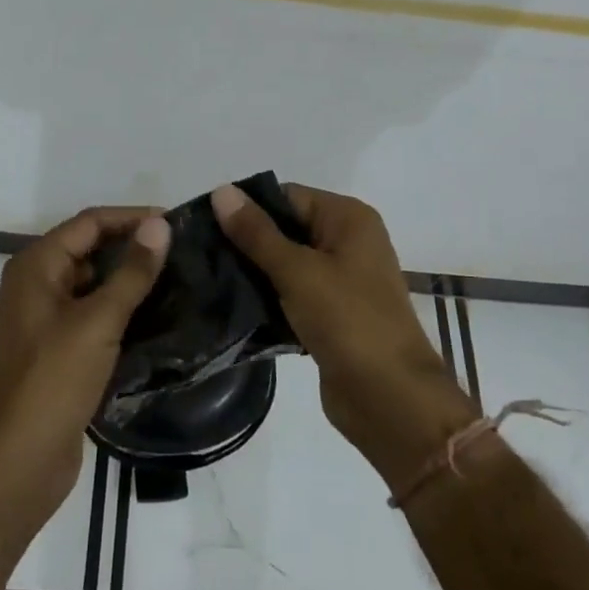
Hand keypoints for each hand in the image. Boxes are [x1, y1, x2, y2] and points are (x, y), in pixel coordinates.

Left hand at [0, 207, 170, 525]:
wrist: (16, 463)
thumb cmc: (53, 381)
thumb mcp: (98, 321)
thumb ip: (131, 272)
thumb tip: (160, 225)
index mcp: (36, 267)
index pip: (90, 223)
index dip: (132, 218)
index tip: (176, 223)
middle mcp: (36, 285)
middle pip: (90, 250)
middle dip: (133, 247)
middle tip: (182, 252)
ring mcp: (45, 321)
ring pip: (93, 285)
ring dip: (129, 281)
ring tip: (178, 280)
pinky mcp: (58, 352)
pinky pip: (93, 316)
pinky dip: (121, 311)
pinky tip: (157, 318)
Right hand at [211, 183, 475, 486]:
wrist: (390, 399)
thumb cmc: (348, 321)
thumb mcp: (297, 271)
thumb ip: (256, 233)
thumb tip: (221, 191)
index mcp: (348, 218)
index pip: (287, 197)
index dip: (247, 208)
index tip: (203, 225)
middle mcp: (348, 242)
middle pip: (286, 229)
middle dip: (246, 243)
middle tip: (198, 255)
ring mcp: (342, 281)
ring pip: (286, 265)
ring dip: (253, 274)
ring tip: (206, 280)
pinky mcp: (332, 315)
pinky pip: (292, 296)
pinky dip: (268, 300)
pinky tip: (231, 308)